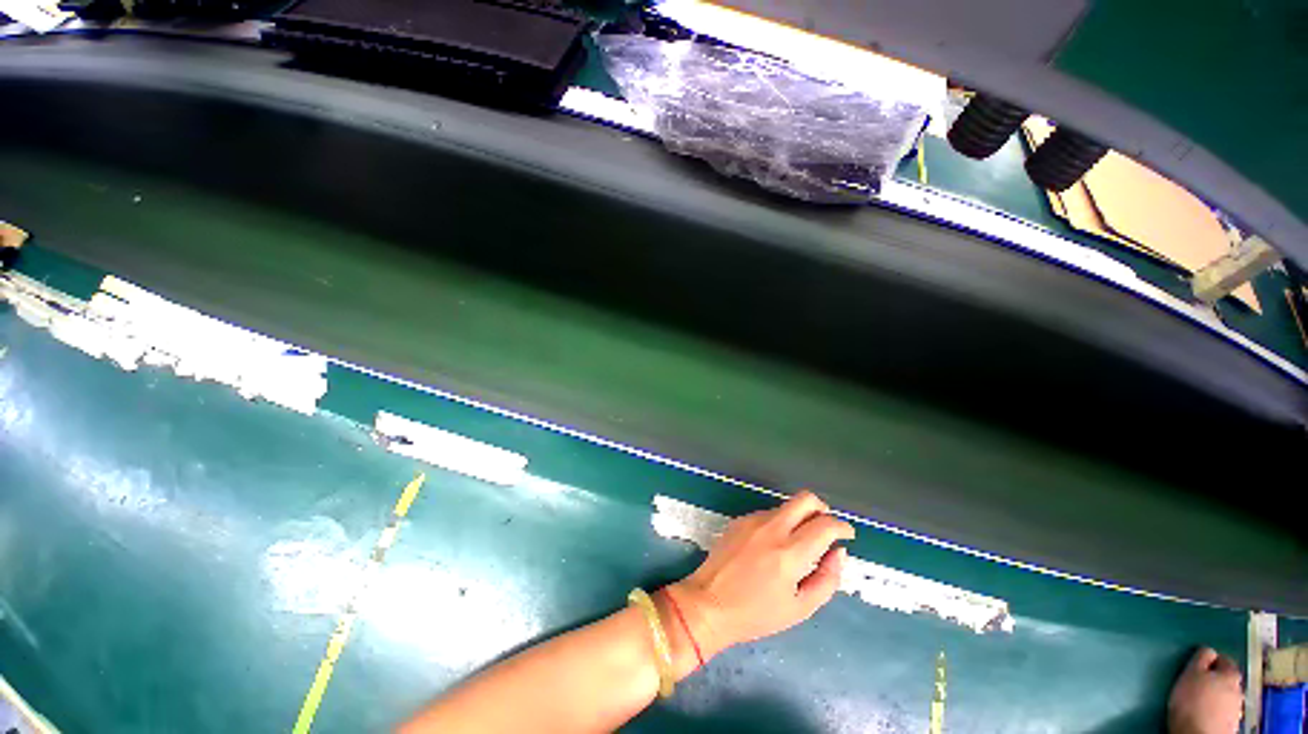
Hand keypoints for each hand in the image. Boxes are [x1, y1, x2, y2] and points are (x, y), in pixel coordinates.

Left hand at [669, 491, 853, 658]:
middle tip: (825, 529)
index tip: (847, 535)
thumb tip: (839, 553)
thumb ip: (826, 579)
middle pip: (806, 499)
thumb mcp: (800, 608)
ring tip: (796, 546)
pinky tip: (772, 547)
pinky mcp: (739, 519)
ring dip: (799, 518)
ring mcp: (753, 520)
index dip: (842, 526)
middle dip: (822, 509)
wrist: (708, 603)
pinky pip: (767, 513)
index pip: (825, 524)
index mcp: (790, 552)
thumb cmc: (756, 614)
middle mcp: (772, 527)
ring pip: (786, 506)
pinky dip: (779, 523)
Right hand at [1168, 647, 1242, 733]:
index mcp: (1231, 673)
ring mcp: (1237, 708)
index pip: (1223, 659)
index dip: (1210, 661)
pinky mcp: (1231, 723)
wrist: (1198, 733)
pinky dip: (1215, 709)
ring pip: (1226, 696)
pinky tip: (1205, 713)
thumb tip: (1208, 650)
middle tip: (1196, 684)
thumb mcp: (1191, 672)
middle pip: (1226, 679)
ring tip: (1199, 700)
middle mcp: (1240, 689)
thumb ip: (1201, 657)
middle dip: (1214, 680)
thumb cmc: (1192, 699)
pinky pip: (1223, 710)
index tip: (1196, 666)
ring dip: (1215, 695)